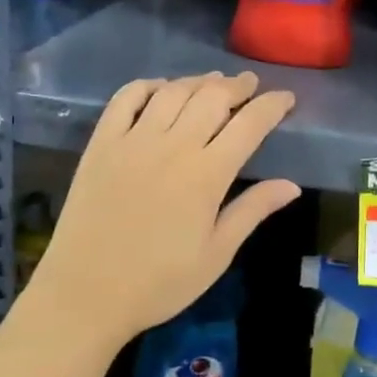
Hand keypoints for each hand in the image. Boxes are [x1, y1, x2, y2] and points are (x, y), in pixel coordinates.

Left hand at [25, 72, 299, 346]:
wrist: (85, 294)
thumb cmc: (159, 283)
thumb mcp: (216, 254)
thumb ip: (252, 211)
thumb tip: (291, 185)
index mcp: (207, 175)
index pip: (249, 125)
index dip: (272, 105)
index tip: (286, 97)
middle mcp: (173, 146)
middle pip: (212, 97)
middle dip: (237, 86)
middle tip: (250, 85)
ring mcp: (133, 140)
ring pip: (173, 92)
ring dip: (198, 81)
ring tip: (213, 82)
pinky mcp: (101, 143)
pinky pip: (126, 98)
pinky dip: (148, 85)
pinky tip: (161, 88)